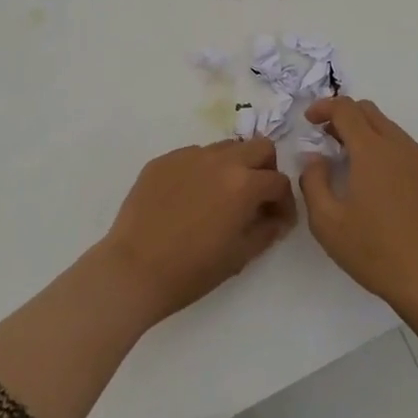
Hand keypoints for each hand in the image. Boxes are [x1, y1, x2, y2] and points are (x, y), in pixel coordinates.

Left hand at [99, 136, 296, 324]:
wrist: (133, 270)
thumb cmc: (191, 270)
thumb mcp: (239, 256)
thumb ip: (266, 230)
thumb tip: (276, 218)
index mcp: (243, 184)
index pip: (279, 181)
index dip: (284, 202)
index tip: (278, 220)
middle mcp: (219, 160)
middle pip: (259, 147)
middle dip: (265, 170)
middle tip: (256, 198)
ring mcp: (189, 155)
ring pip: (225, 148)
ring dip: (233, 167)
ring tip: (221, 197)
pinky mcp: (163, 160)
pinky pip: (193, 157)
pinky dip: (201, 172)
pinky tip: (189, 200)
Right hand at [300, 97, 417, 320]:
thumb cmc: (376, 252)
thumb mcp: (327, 224)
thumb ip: (313, 182)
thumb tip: (315, 158)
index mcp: (372, 151)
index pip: (345, 109)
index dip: (324, 107)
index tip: (310, 120)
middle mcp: (401, 146)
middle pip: (370, 112)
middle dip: (345, 117)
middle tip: (329, 140)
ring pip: (392, 131)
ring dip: (369, 136)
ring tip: (356, 167)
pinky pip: (411, 152)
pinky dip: (391, 155)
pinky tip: (386, 188)